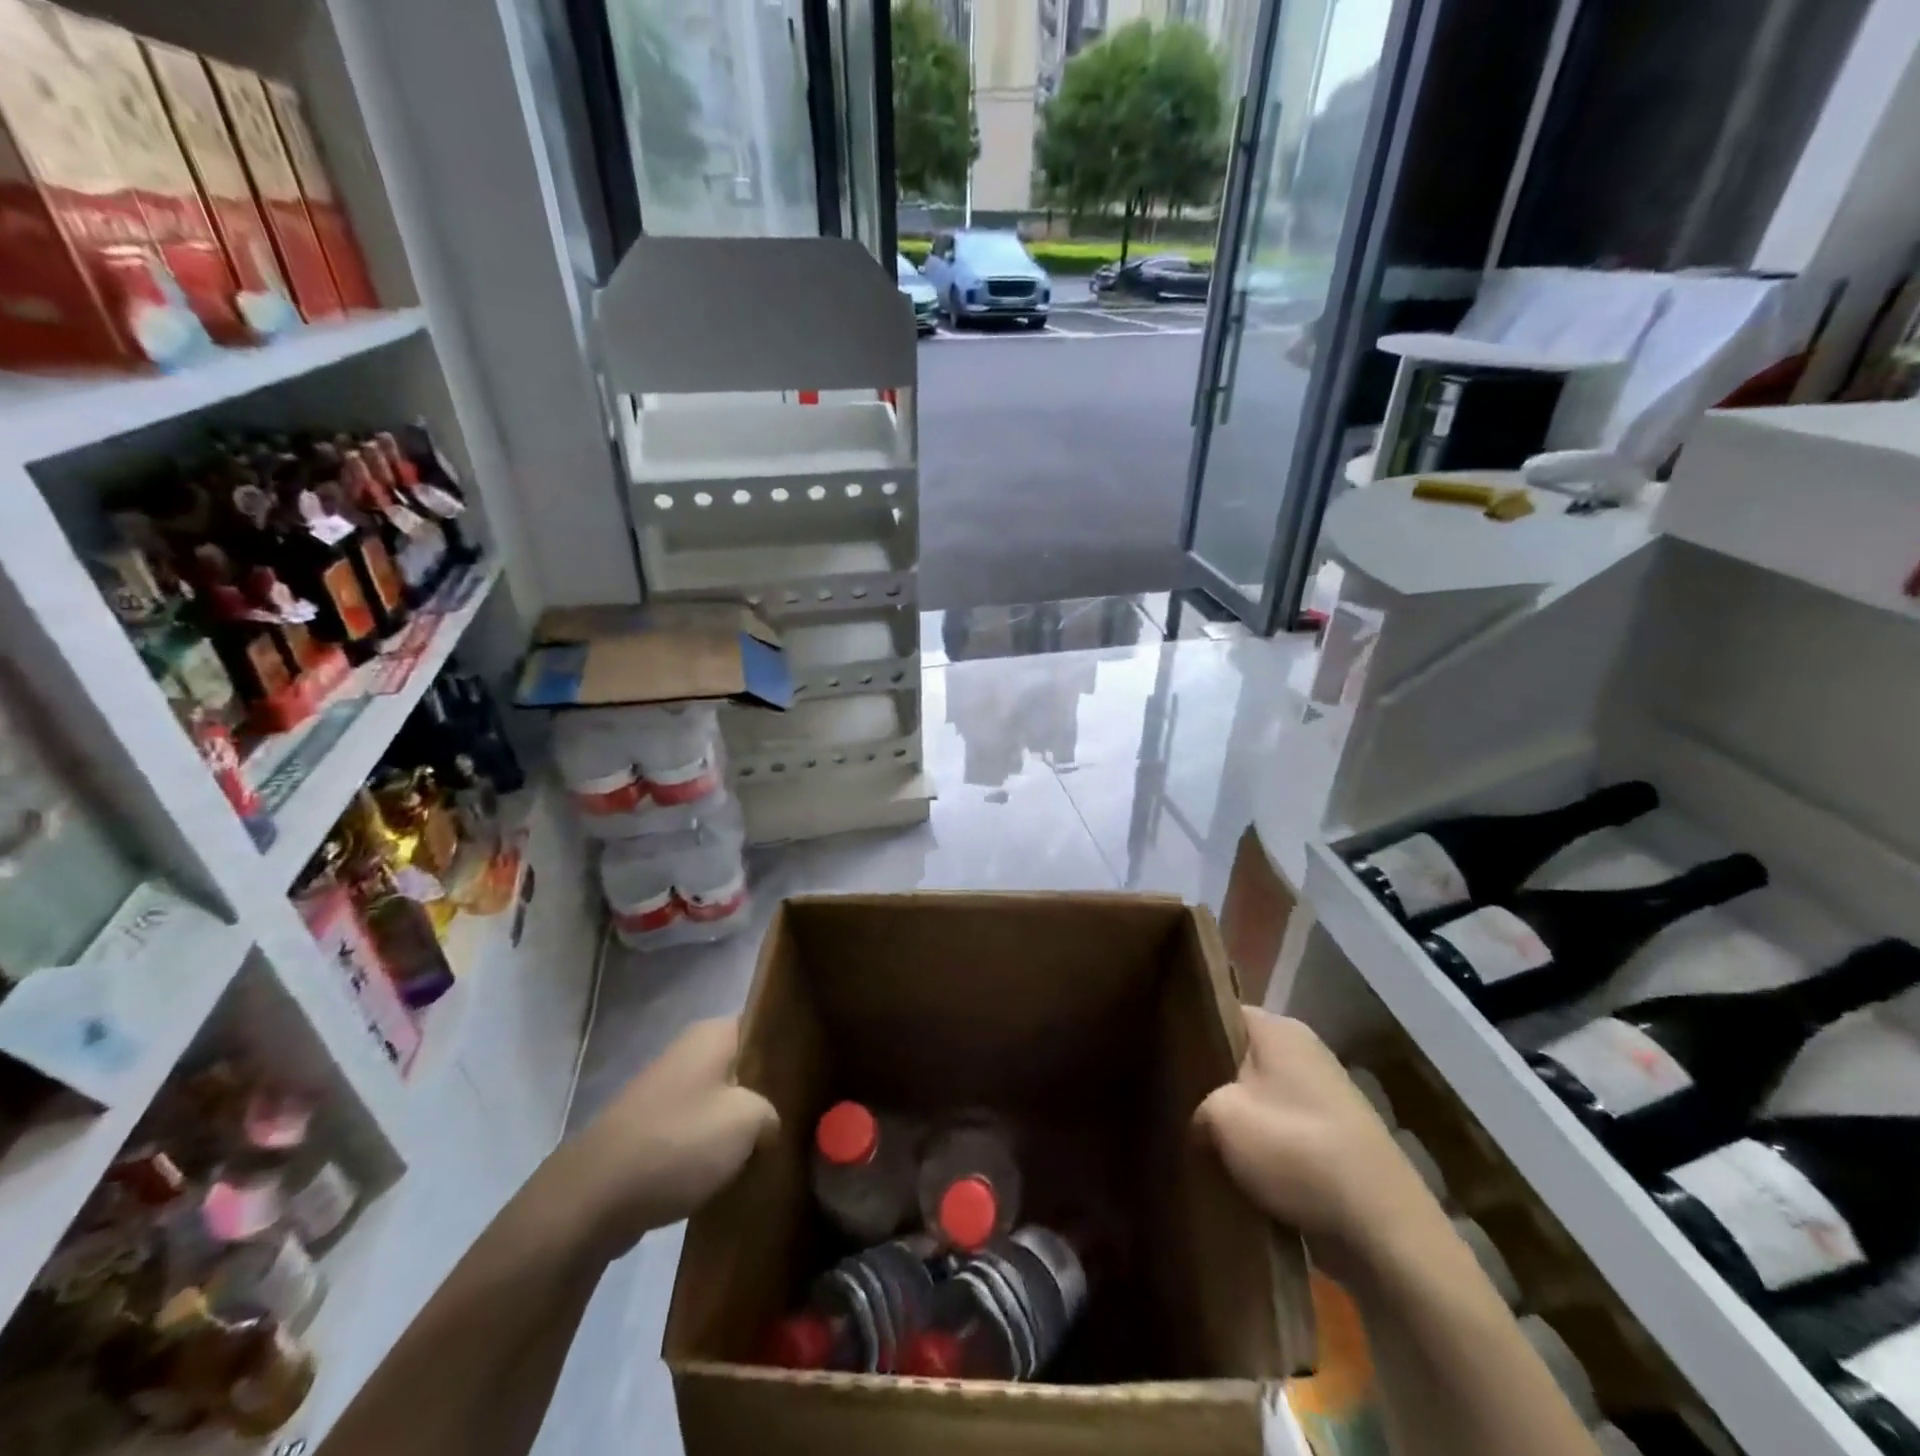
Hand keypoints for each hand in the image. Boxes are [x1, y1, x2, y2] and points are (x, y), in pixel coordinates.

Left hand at [564, 1017, 777, 1257]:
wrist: (594, 1198)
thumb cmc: (679, 1142)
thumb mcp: (748, 1120)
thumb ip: (772, 1112)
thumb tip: (770, 1125)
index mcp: (713, 1034)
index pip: (764, 1026)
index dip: (790, 1047)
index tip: (814, 1074)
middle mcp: (689, 1051)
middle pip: (744, 1065)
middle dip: (767, 1090)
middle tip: (801, 1115)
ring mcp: (666, 1090)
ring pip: (721, 1100)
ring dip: (740, 1123)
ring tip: (774, 1146)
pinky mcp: (650, 1129)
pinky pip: (696, 1130)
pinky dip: (713, 1148)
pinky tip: (735, 1171)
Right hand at [1195, 1009, 1451, 1284]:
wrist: (1383, 1228)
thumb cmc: (1296, 1150)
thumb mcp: (1221, 1118)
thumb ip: (1195, 1106)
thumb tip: (1196, 1122)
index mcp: (1278, 1028)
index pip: (1220, 1011)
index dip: (1188, 1029)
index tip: (1160, 1052)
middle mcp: (1304, 1051)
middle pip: (1239, 1054)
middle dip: (1209, 1077)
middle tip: (1170, 1097)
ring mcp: (1324, 1094)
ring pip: (1259, 1094)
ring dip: (1235, 1116)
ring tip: (1195, 1135)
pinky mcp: (1335, 1137)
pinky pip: (1282, 1128)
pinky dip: (1261, 1144)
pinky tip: (1234, 1166)